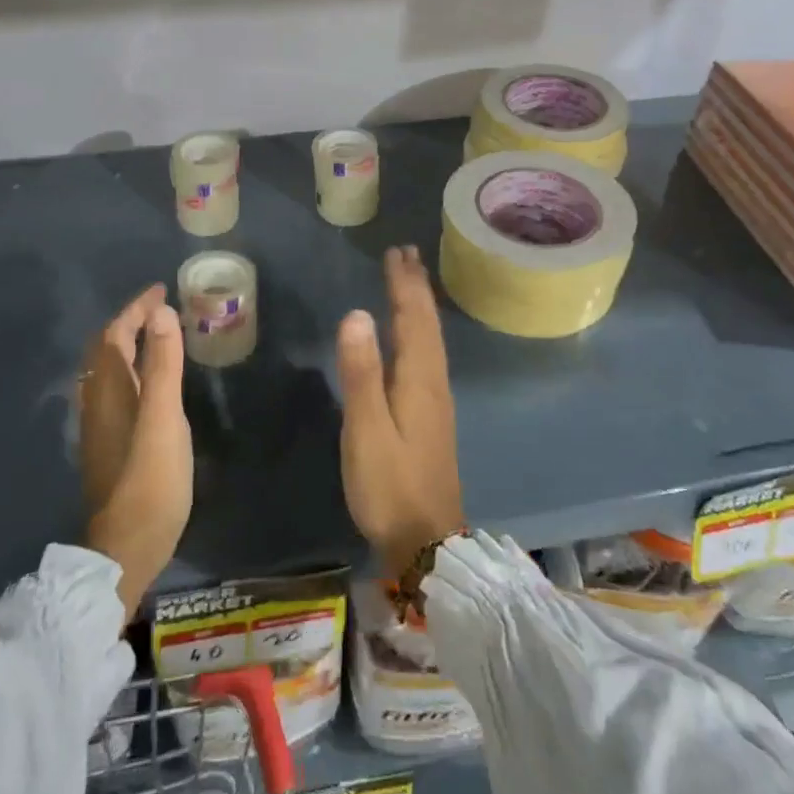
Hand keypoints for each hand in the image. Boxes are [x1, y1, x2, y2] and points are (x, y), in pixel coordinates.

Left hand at [80, 284, 191, 619]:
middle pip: (106, 351)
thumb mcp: (164, 418)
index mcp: (110, 392)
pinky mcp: (110, 444)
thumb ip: (163, 365)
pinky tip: (150, 382)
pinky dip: (132, 369)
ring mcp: (101, 426)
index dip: (135, 309)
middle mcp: (98, 403)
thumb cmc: (150, 480)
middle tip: (161, 308)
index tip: (160, 290)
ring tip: (157, 335)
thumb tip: (160, 312)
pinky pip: (116, 389)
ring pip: (109, 371)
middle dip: (129, 322)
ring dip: (128, 345)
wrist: (127, 546)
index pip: (114, 335)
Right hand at [337, 247, 463, 577]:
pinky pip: (428, 357)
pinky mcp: (432, 418)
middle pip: (427, 325)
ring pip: (431, 340)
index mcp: (419, 380)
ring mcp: (437, 402)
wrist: (427, 541)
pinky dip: (421, 333)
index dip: (404, 285)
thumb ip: (361, 373)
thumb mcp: (367, 429)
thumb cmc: (390, 485)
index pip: (413, 320)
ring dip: (421, 307)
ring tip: (412, 284)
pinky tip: (415, 340)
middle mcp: (434, 383)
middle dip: (416, 288)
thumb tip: (356, 313)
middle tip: (407, 255)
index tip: (396, 253)